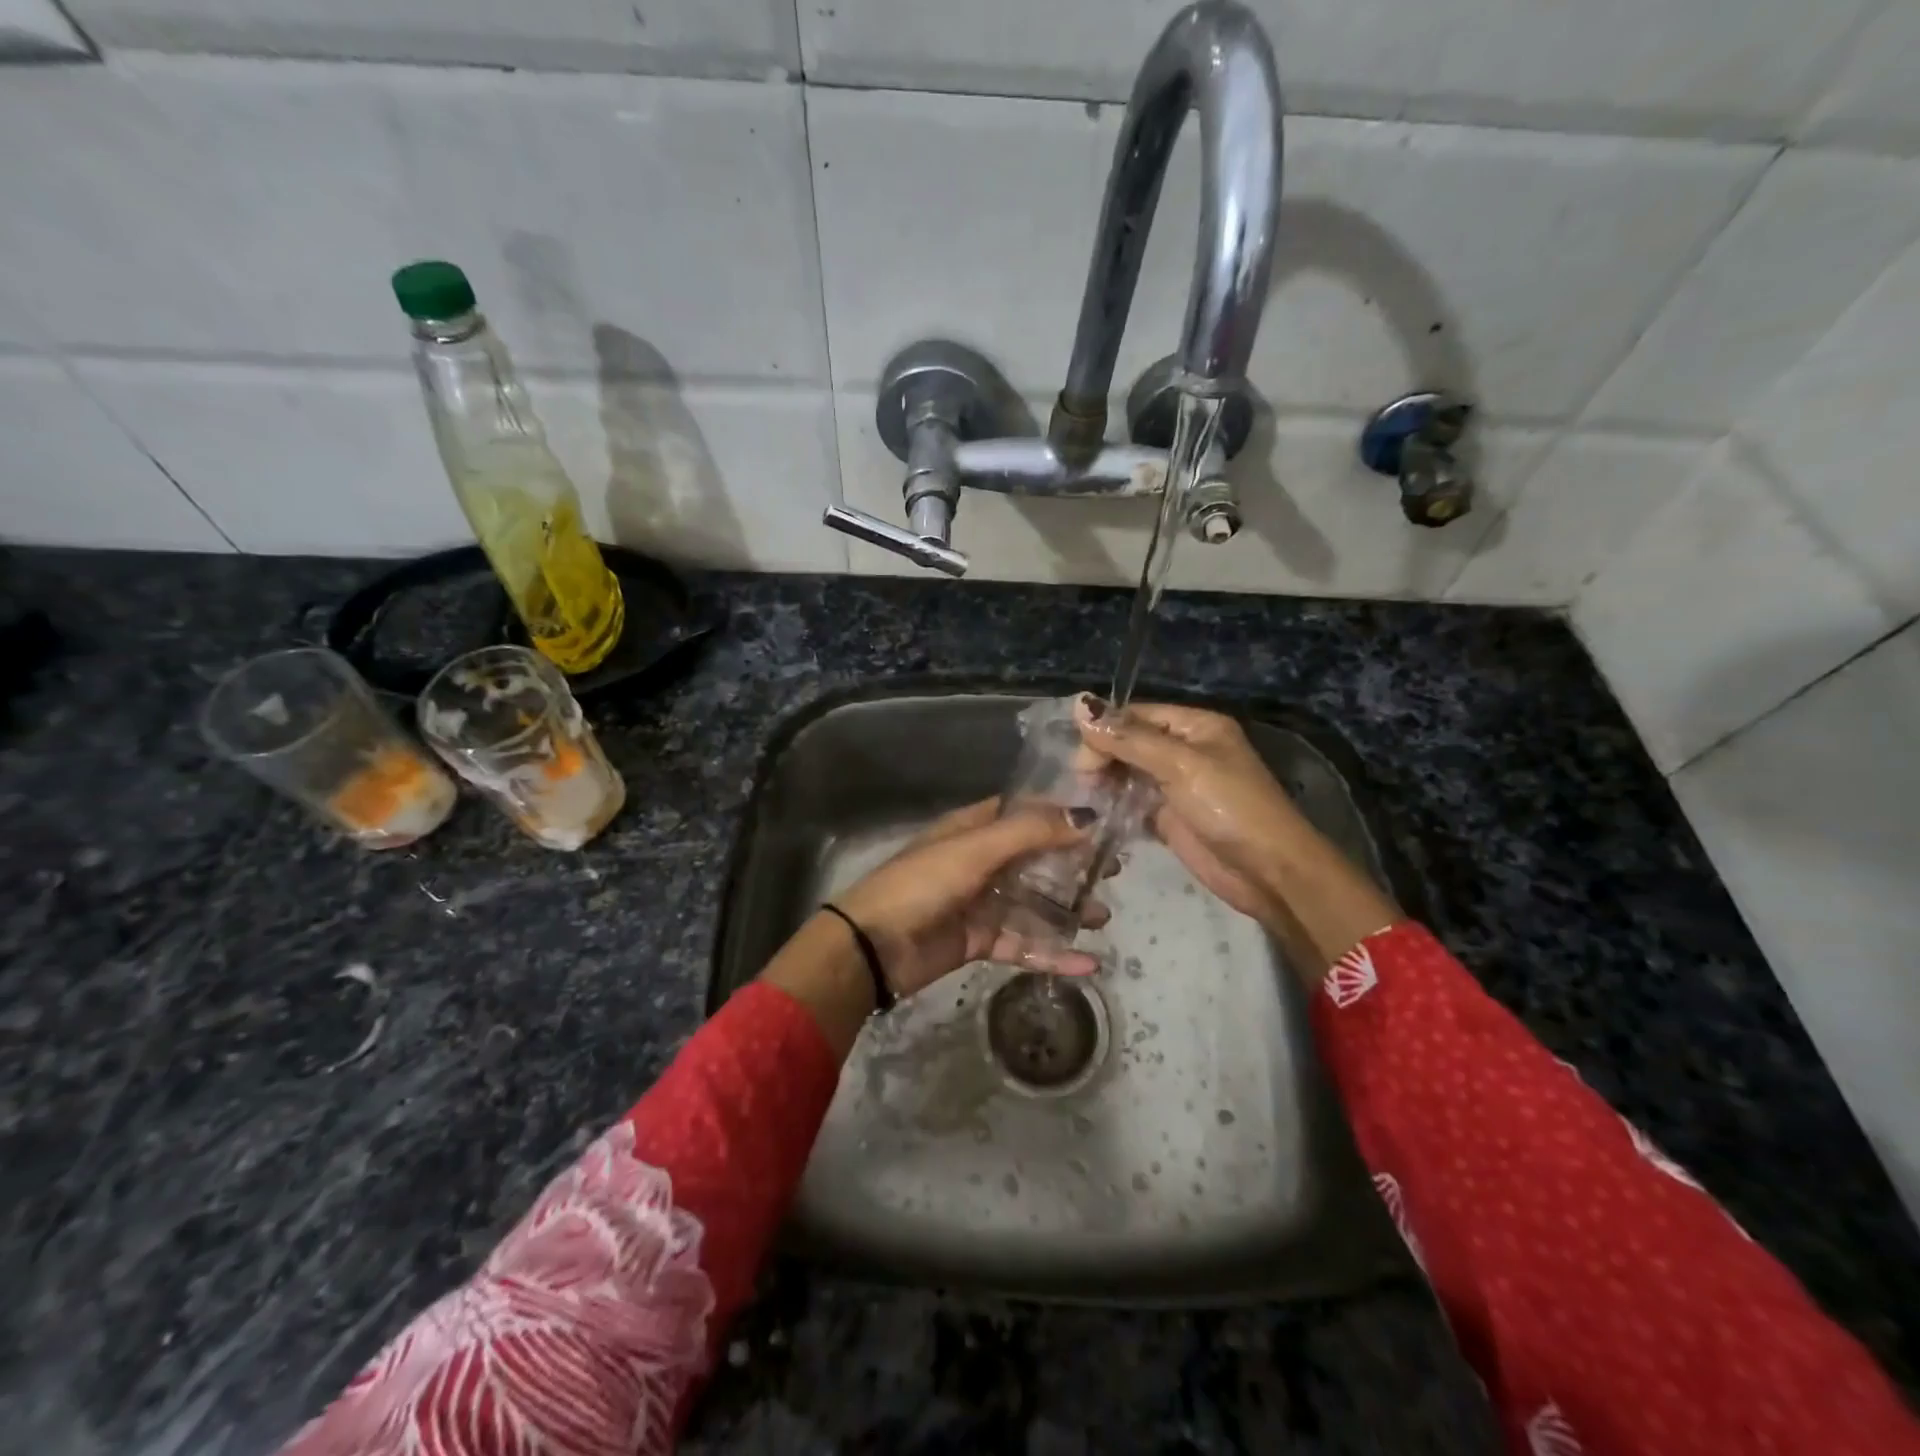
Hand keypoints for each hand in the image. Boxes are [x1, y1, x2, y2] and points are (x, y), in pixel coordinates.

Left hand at [834, 798, 1106, 998]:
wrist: (873, 946)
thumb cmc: (922, 883)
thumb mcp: (976, 849)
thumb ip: (1031, 832)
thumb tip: (1088, 817)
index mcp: (974, 829)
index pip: (1026, 812)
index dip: (1063, 814)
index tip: (1105, 821)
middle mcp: (980, 861)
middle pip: (1036, 859)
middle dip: (1073, 865)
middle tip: (1114, 871)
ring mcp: (980, 902)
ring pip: (1033, 903)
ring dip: (1067, 910)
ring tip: (1104, 916)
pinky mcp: (979, 941)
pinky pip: (1023, 944)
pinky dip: (1052, 953)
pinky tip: (1088, 963)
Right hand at [1076, 699, 1400, 977]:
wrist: (1267, 872)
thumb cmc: (1229, 808)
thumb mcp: (1180, 765)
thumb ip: (1129, 738)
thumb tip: (1079, 703)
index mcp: (1195, 725)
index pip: (1136, 715)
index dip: (1105, 731)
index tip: (1081, 759)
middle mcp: (1184, 749)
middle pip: (1128, 742)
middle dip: (1102, 758)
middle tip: (1083, 783)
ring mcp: (1175, 784)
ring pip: (1127, 773)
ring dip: (1104, 783)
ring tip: (1085, 800)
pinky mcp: (1168, 817)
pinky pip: (1131, 802)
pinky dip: (1113, 806)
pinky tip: (1095, 816)